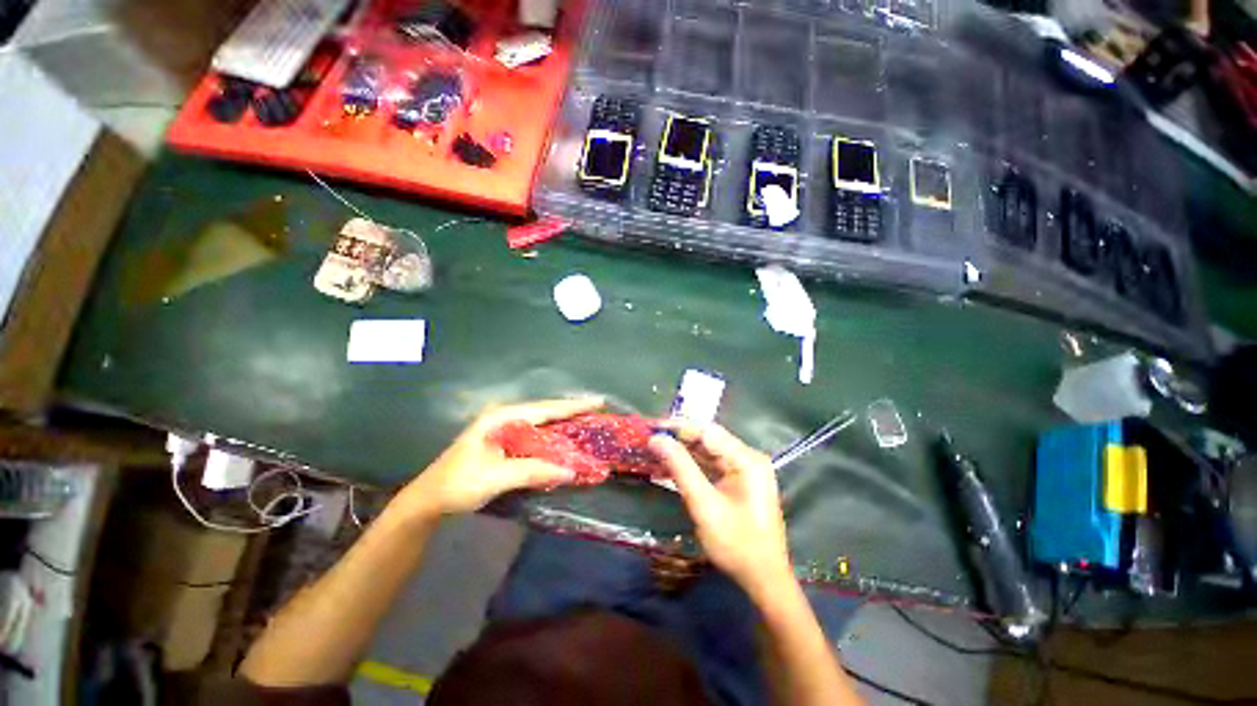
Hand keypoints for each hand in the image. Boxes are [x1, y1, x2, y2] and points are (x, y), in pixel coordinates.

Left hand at [394, 397, 604, 519]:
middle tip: (597, 410)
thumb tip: (572, 471)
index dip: (573, 406)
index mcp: (502, 418)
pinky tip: (563, 440)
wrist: (428, 501)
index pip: (545, 409)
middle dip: (571, 411)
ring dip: (562, 423)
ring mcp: (503, 429)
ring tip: (587, 421)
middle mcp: (505, 418)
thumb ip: (534, 470)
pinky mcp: (503, 443)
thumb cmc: (459, 484)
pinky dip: (551, 437)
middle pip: (545, 411)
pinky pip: (535, 435)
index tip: (598, 401)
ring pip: (541, 423)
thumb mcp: (497, 477)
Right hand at [649, 421, 793, 597]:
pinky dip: (692, 466)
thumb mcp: (704, 504)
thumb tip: (656, 439)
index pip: (707, 431)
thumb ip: (680, 468)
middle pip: (708, 440)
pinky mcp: (739, 482)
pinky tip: (672, 466)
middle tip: (650, 439)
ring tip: (656, 450)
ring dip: (683, 452)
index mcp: (746, 459)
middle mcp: (748, 458)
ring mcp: (745, 471)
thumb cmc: (737, 544)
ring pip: (708, 452)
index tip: (652, 428)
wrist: (764, 581)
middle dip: (679, 439)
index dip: (679, 427)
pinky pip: (712, 466)